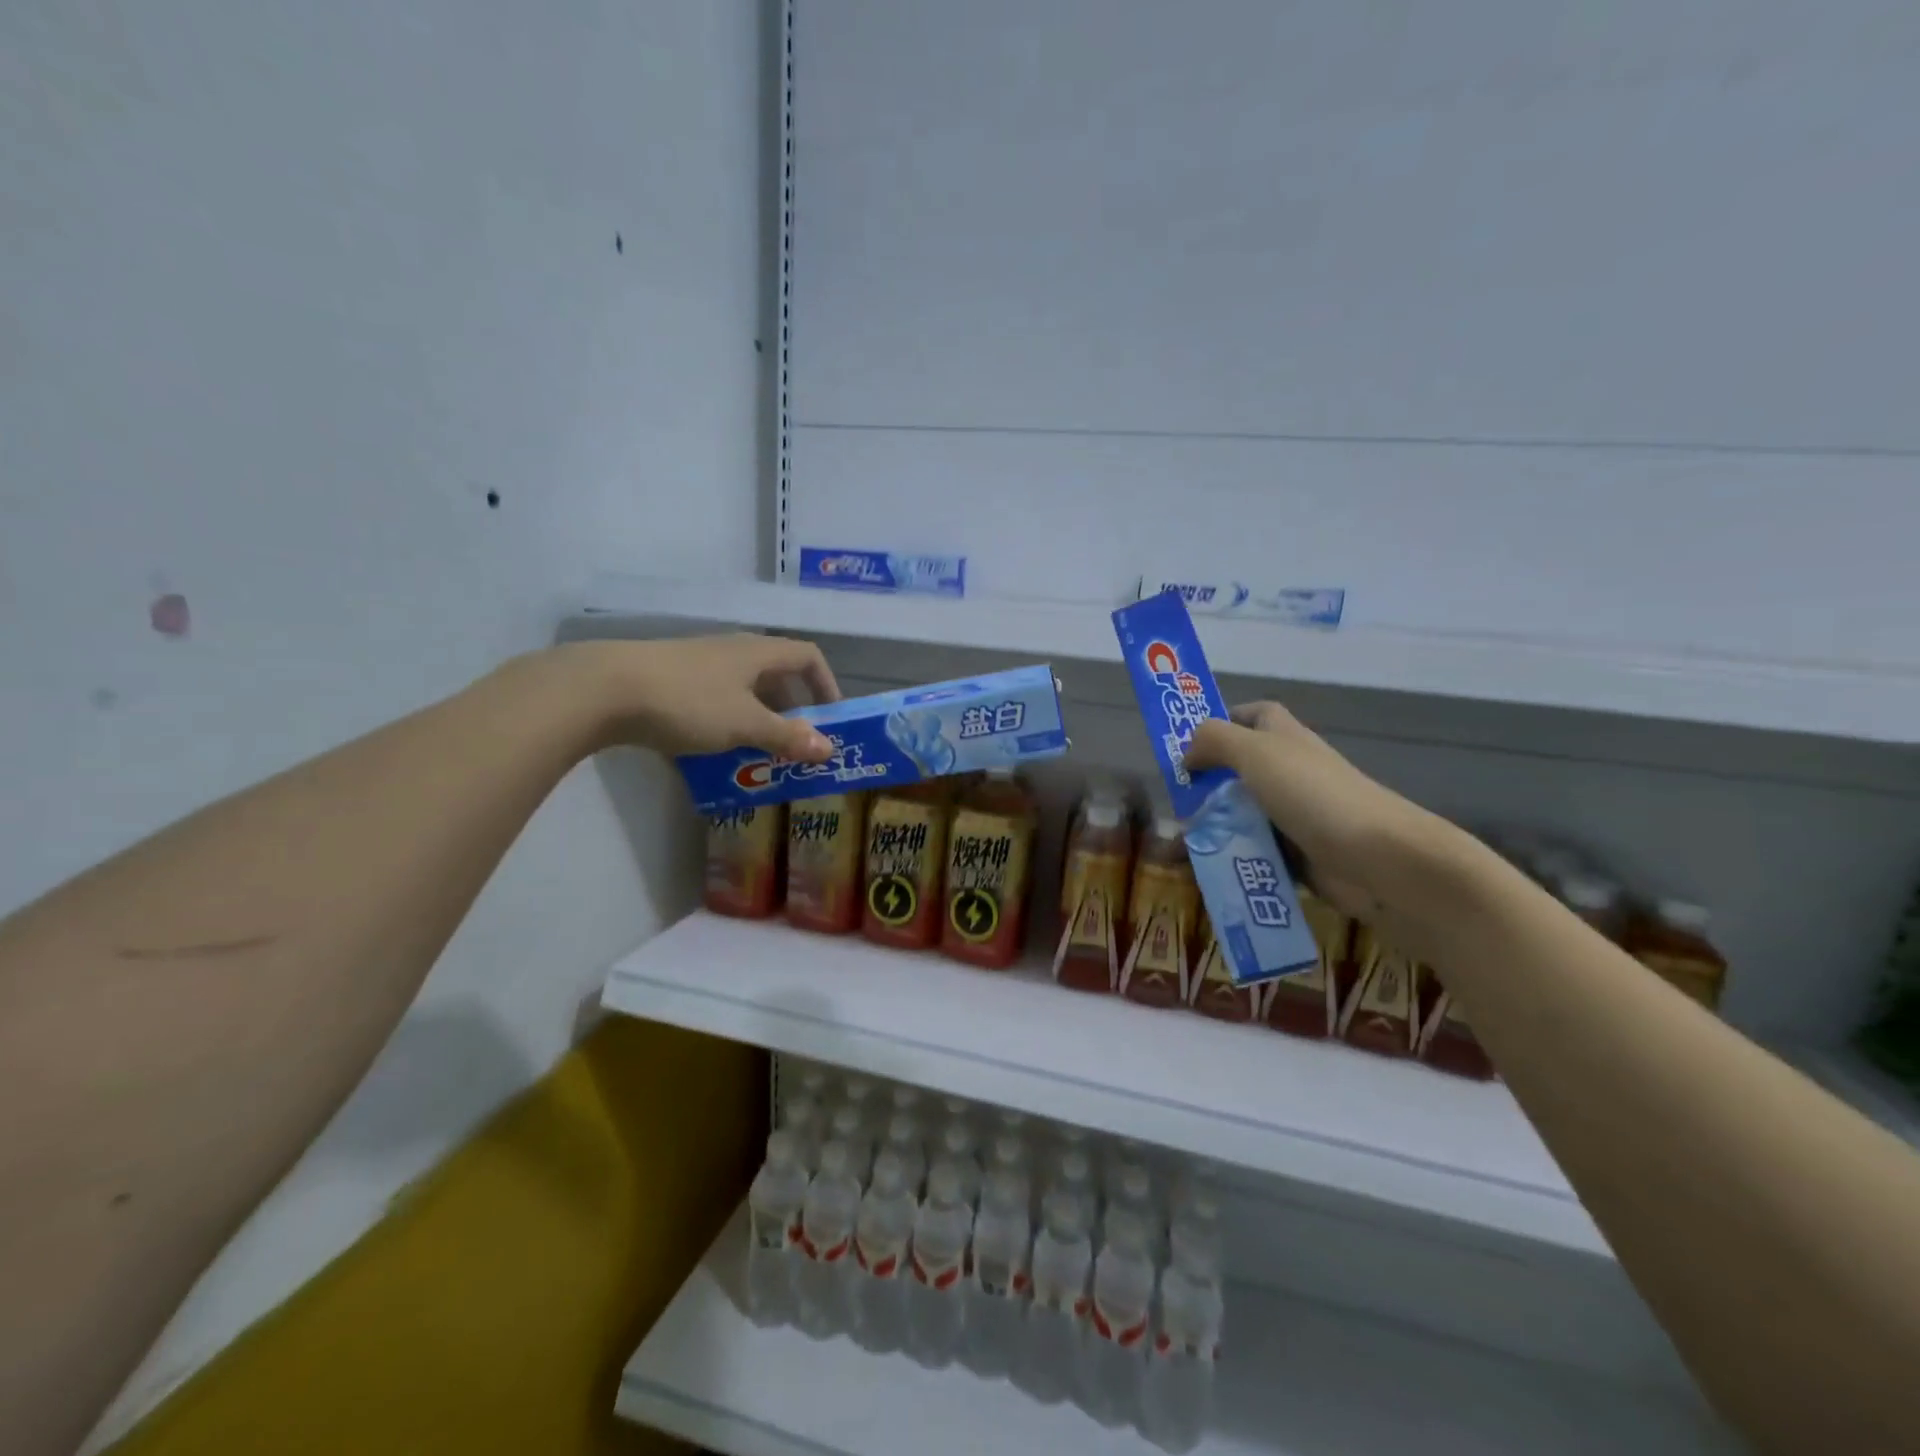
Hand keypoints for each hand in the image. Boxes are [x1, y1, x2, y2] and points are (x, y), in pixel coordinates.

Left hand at [554, 634, 842, 761]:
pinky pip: (713, 702)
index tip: (831, 719)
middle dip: (792, 712)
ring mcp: (699, 665)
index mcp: (758, 653)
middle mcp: (732, 652)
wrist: (604, 690)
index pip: (807, 657)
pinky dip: (725, 726)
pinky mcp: (670, 681)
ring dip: (758, 722)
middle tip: (796, 747)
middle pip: (776, 676)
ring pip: (743, 692)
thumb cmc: (689, 702)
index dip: (826, 684)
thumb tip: (829, 749)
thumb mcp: (745, 724)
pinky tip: (713, 756)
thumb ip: (787, 737)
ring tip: (759, 757)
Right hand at [1186, 701, 1444, 923]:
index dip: (1223, 721)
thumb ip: (1214, 740)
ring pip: (1243, 817)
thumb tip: (1187, 753)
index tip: (1188, 743)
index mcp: (1284, 739)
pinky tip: (1204, 874)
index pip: (1253, 715)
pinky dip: (1231, 863)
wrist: (1380, 861)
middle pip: (1239, 772)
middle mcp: (1289, 773)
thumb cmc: (1314, 795)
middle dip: (1204, 787)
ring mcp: (1295, 816)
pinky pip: (1255, 855)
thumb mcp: (1256, 753)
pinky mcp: (1299, 857)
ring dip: (1212, 831)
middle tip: (1173, 806)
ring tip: (1179, 849)